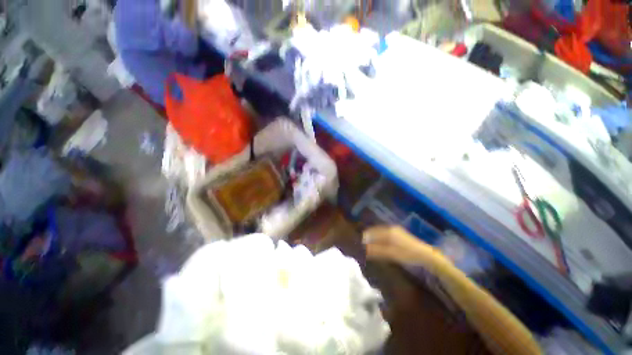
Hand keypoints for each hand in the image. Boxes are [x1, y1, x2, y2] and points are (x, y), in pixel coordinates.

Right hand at [363, 225, 439, 265]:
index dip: (365, 237)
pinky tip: (380, 243)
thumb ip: (377, 251)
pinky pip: (385, 232)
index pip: (372, 232)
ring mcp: (395, 229)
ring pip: (380, 231)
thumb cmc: (408, 254)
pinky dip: (380, 237)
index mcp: (388, 231)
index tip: (360, 243)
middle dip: (369, 237)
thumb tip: (364, 249)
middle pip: (375, 230)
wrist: (425, 254)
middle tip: (364, 245)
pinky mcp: (398, 232)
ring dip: (374, 237)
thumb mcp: (391, 254)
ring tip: (370, 245)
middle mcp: (390, 228)